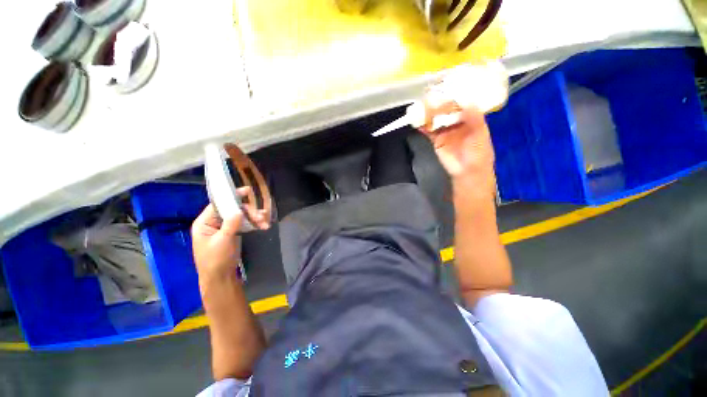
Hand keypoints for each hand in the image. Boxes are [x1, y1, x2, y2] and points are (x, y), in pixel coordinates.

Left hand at [191, 187, 269, 278]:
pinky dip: (253, 224)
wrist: (220, 278)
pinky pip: (244, 224)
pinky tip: (263, 225)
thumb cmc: (216, 260)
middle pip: (233, 210)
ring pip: (241, 216)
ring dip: (254, 218)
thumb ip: (230, 224)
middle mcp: (214, 222)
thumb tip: (239, 209)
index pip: (218, 204)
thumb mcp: (222, 241)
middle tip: (261, 217)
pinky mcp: (233, 233)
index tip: (246, 191)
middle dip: (248, 212)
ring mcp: (225, 227)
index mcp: (204, 223)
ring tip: (264, 223)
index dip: (231, 196)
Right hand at [419, 89, 496, 194]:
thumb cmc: (479, 153)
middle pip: (446, 108)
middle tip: (430, 95)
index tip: (446, 86)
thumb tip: (466, 100)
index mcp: (470, 115)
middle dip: (438, 102)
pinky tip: (416, 122)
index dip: (454, 93)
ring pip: (435, 118)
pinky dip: (422, 126)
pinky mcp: (436, 139)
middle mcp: (457, 120)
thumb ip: (474, 117)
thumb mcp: (480, 133)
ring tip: (420, 106)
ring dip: (428, 113)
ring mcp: (445, 129)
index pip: (461, 101)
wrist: (467, 172)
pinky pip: (428, 130)